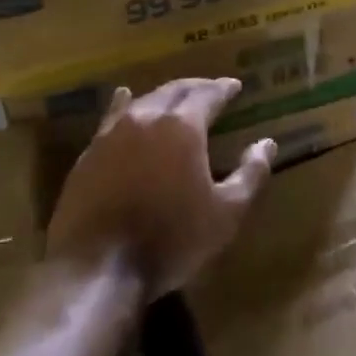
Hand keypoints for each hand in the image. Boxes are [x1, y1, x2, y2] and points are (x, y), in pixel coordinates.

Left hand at [47, 79, 274, 299]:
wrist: (97, 270)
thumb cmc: (171, 239)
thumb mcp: (226, 213)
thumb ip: (251, 174)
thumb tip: (267, 143)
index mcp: (183, 126)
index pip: (208, 94)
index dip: (224, 88)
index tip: (235, 85)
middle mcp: (147, 118)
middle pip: (174, 90)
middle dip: (195, 87)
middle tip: (210, 89)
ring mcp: (112, 135)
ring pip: (142, 101)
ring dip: (162, 96)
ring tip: (174, 96)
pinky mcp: (88, 155)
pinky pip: (111, 119)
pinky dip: (124, 106)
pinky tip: (123, 101)